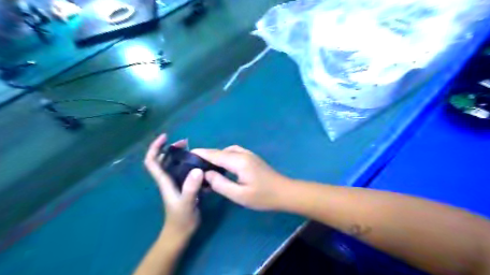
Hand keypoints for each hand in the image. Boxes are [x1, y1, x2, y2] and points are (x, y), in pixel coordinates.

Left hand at [144, 135, 202, 238]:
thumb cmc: (181, 219)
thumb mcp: (187, 204)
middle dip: (170, 148)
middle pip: (162, 159)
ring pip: (173, 165)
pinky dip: (188, 164)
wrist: (181, 233)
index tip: (165, 137)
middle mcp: (167, 180)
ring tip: (194, 150)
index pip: (152, 161)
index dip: (155, 147)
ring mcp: (175, 183)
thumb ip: (191, 188)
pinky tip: (200, 164)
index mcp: (164, 181)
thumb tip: (198, 169)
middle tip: (185, 142)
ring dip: (180, 155)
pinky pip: (183, 171)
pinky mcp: (183, 187)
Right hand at [192, 146, 289, 210]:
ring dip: (216, 155)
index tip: (187, 154)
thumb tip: (206, 174)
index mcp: (238, 161)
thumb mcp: (239, 195)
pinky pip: (234, 153)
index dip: (201, 153)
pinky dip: (225, 156)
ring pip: (227, 151)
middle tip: (194, 164)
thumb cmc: (263, 196)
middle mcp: (243, 154)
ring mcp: (249, 154)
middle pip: (220, 151)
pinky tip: (222, 166)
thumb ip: (220, 184)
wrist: (284, 192)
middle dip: (207, 155)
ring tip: (207, 166)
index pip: (215, 154)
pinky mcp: (252, 158)